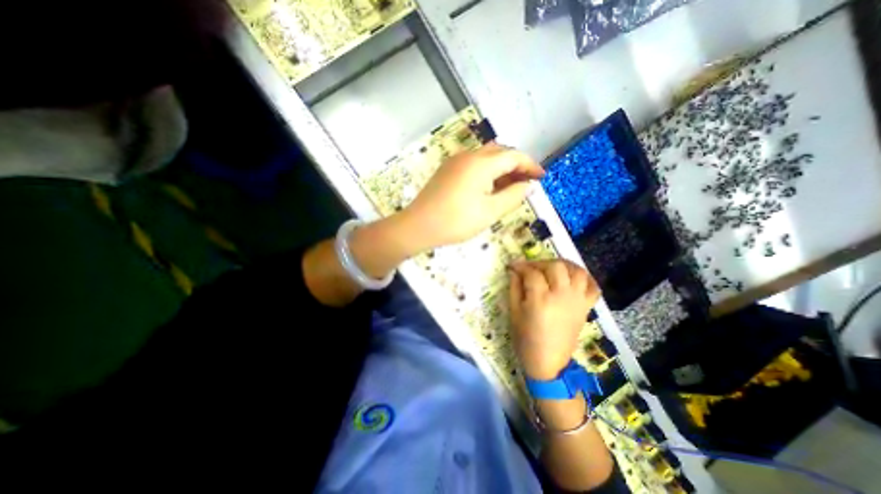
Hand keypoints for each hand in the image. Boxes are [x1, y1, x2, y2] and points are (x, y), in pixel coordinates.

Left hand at [401, 144, 544, 249]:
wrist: (419, 226)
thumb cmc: (456, 221)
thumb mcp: (490, 211)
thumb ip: (513, 196)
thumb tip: (527, 185)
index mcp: (481, 163)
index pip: (514, 156)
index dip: (530, 165)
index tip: (541, 177)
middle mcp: (468, 156)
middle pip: (500, 153)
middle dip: (516, 165)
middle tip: (525, 183)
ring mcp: (455, 161)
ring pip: (485, 157)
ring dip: (501, 168)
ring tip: (509, 187)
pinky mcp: (447, 170)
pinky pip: (473, 164)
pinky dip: (486, 171)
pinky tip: (488, 187)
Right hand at [507, 261, 601, 379]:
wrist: (548, 362)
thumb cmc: (526, 338)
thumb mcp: (514, 312)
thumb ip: (514, 287)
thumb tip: (514, 271)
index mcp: (540, 299)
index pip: (531, 272)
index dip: (520, 266)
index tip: (512, 266)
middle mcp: (562, 296)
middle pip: (555, 266)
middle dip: (540, 263)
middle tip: (530, 269)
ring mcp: (577, 301)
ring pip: (577, 271)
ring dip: (564, 265)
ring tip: (552, 268)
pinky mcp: (586, 308)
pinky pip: (593, 287)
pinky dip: (586, 278)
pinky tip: (573, 278)